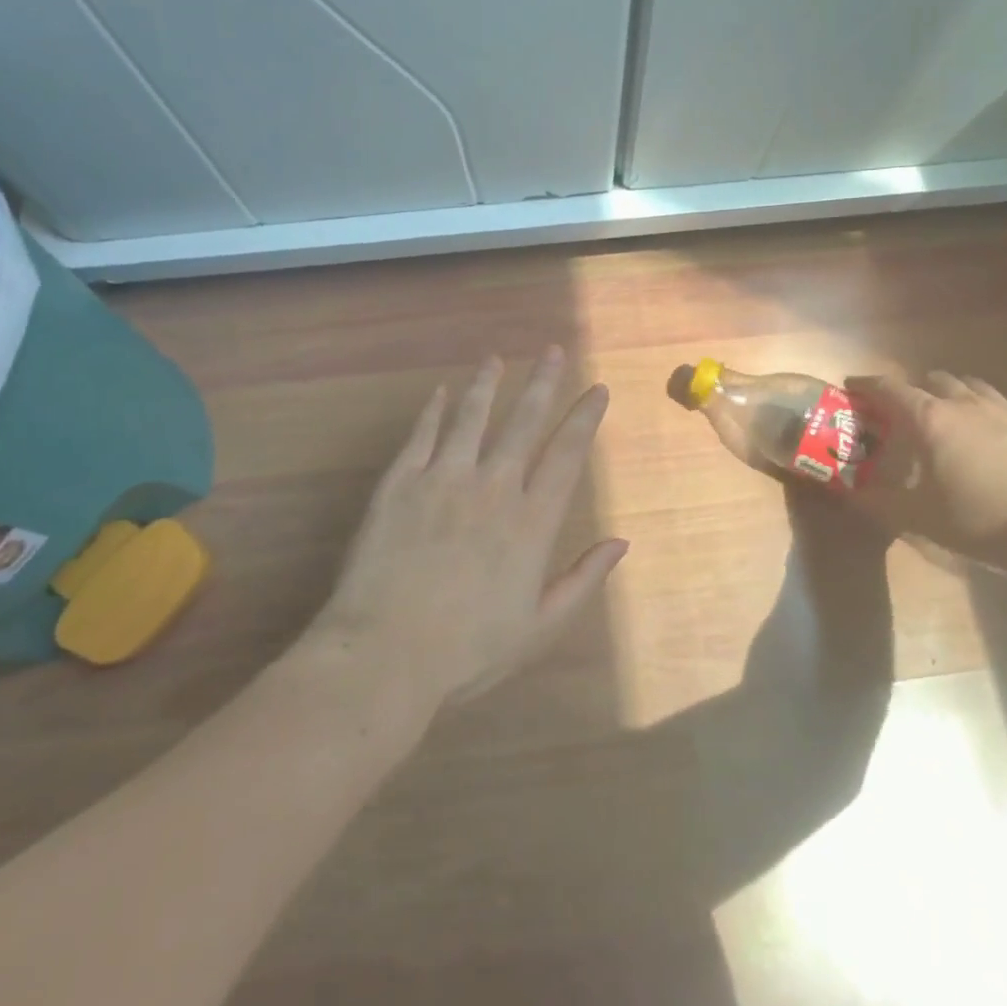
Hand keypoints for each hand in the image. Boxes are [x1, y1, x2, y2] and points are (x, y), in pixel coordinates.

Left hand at [311, 349, 626, 709]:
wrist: (384, 654)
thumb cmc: (468, 650)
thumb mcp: (540, 627)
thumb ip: (583, 580)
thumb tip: (621, 543)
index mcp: (531, 522)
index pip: (567, 455)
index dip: (584, 419)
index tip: (597, 389)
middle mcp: (493, 487)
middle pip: (523, 422)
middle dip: (543, 383)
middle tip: (554, 350)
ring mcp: (443, 480)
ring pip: (471, 417)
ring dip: (487, 385)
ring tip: (497, 359)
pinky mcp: (400, 484)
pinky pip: (421, 436)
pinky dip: (432, 411)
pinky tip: (439, 392)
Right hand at [846, 371, 1006, 561]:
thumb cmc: (979, 519)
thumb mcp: (918, 518)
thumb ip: (879, 502)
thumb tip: (851, 493)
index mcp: (930, 419)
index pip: (889, 389)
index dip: (867, 385)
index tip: (852, 387)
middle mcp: (964, 404)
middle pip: (933, 380)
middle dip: (913, 389)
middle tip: (903, 410)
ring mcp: (1004, 412)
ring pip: (970, 386)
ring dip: (951, 393)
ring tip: (946, 414)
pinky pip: (1000, 405)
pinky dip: (983, 411)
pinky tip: (988, 436)